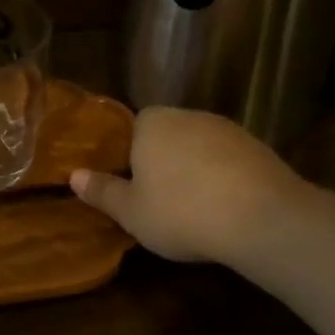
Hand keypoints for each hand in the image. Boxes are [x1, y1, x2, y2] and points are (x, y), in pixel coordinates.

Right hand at [71, 107, 300, 265]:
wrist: (260, 218)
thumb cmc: (180, 212)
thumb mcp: (131, 212)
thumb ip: (102, 192)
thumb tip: (74, 176)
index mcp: (153, 123)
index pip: (134, 126)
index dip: (131, 155)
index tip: (133, 185)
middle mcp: (190, 116)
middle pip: (168, 135)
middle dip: (163, 162)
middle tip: (159, 201)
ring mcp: (229, 130)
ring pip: (200, 149)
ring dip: (195, 172)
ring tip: (194, 210)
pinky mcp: (259, 149)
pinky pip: (229, 163)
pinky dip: (224, 180)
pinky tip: (224, 210)